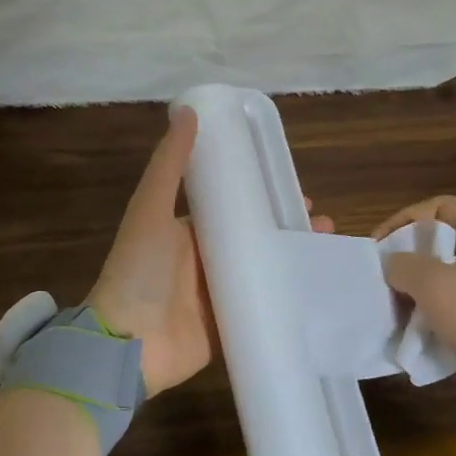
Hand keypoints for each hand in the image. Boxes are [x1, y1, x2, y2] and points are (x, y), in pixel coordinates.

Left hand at [91, 108, 330, 396]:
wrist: (127, 344)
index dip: (264, 197)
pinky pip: (263, 308)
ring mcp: (218, 296)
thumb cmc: (138, 271)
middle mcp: (204, 260)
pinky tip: (319, 290)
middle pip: (254, 238)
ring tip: (327, 249)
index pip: (233, 207)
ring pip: (264, 271)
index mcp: (187, 231)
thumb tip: (189, 111)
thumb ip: (169, 165)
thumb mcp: (150, 209)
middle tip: (323, 223)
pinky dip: (288, 298)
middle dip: (288, 229)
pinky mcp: (229, 327)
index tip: (298, 190)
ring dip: (294, 259)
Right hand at [372, 196, 455, 437]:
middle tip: (376, 285)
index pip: (440, 208)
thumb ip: (404, 266)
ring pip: (436, 289)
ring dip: (408, 300)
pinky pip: (444, 322)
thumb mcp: (439, 285)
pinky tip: (404, 342)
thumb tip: (389, 266)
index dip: (406, 218)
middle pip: (434, 249)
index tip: (378, 246)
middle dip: (401, 264)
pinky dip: (423, 329)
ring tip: (384, 315)